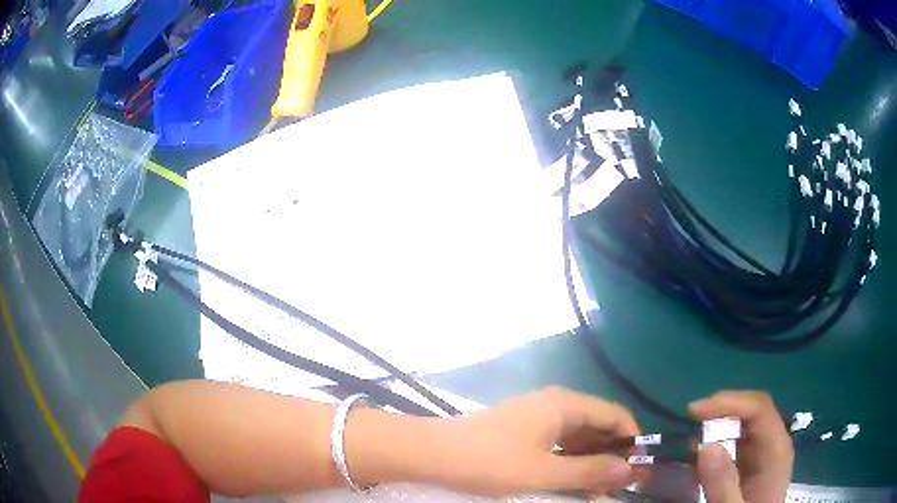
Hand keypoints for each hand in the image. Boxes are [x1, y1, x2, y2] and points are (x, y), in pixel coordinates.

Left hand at [437, 386, 639, 496]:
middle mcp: (555, 403)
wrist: (431, 453)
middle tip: (616, 486)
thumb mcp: (544, 473)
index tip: (639, 469)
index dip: (632, 440)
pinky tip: (571, 480)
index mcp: (565, 404)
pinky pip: (558, 442)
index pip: (615, 415)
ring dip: (590, 460)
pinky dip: (569, 460)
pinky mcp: (523, 429)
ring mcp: (537, 416)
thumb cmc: (489, 462)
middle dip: (611, 454)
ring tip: (595, 489)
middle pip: (597, 424)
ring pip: (577, 436)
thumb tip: (632, 470)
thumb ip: (590, 472)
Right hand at [690, 391, 793, 502]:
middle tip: (689, 422)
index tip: (693, 412)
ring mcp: (766, 451)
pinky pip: (739, 441)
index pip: (758, 408)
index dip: (728, 402)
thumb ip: (723, 483)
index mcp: (776, 449)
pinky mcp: (756, 462)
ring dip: (717, 428)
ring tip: (690, 450)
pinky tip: (700, 466)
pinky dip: (718, 446)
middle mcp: (775, 442)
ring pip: (745, 423)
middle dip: (721, 411)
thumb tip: (705, 446)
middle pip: (753, 409)